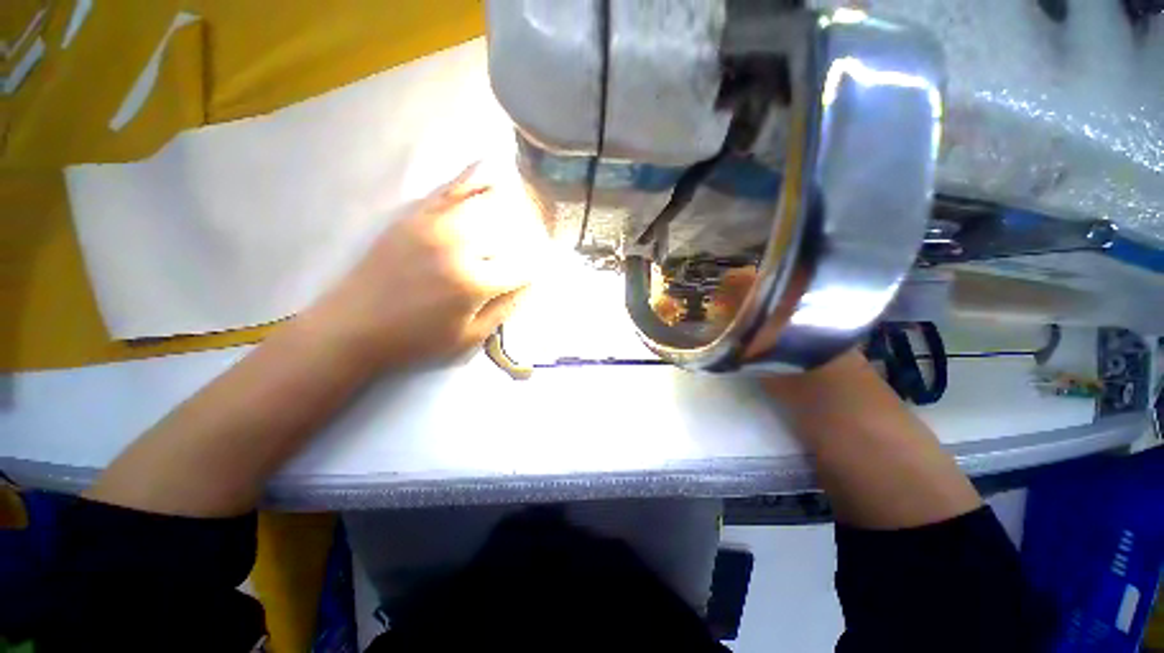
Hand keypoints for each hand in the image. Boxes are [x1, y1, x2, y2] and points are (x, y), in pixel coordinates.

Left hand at [304, 163, 548, 369]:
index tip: (544, 267)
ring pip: (486, 202)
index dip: (537, 267)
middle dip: (527, 235)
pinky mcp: (415, 215)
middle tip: (534, 241)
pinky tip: (491, 168)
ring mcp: (435, 224)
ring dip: (511, 202)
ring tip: (525, 203)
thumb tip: (531, 284)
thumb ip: (505, 309)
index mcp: (474, 282)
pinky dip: (474, 176)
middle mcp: (459, 246)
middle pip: (508, 229)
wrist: (353, 326)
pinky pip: (450, 188)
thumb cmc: (417, 339)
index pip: (522, 267)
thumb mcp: (470, 338)